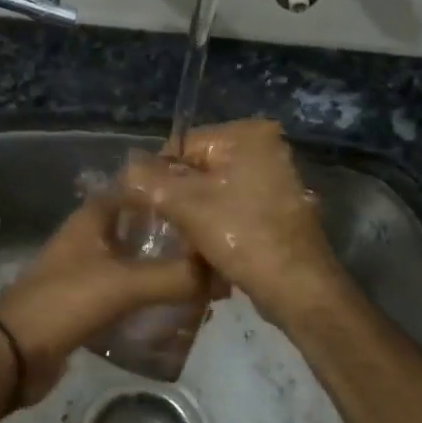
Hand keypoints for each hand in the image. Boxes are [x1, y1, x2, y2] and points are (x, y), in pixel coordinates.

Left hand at [0, 194, 210, 405]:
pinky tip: (174, 310)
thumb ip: (174, 277)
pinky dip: (147, 298)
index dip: (169, 192)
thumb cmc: (65, 302)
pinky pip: (125, 293)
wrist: (13, 353)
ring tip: (202, 281)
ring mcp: (84, 272)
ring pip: (133, 262)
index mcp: (92, 219)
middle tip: (212, 248)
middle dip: (173, 237)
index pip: (137, 191)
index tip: (206, 201)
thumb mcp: (124, 284)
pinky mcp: (85, 304)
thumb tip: (221, 275)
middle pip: (138, 228)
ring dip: (162, 269)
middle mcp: (88, 239)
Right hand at [118, 119, 344, 325]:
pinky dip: (217, 225)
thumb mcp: (185, 204)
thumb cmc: (241, 236)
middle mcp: (266, 148)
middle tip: (166, 228)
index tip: (147, 208)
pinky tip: (206, 250)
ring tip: (185, 243)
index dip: (159, 176)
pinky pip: (234, 208)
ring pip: (215, 192)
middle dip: (180, 198)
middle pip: (199, 169)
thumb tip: (125, 168)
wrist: (296, 287)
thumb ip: (148, 180)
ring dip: (196, 216)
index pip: (183, 146)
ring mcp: (275, 179)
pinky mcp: (277, 208)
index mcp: (248, 135)